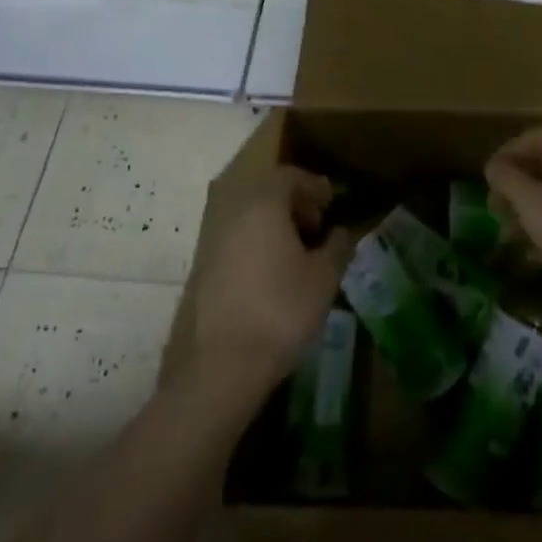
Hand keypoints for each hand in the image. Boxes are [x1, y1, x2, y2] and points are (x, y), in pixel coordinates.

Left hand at [173, 166, 349, 405]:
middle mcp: (231, 212)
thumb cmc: (280, 311)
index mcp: (262, 204)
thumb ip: (337, 247)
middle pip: (264, 192)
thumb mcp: (324, 279)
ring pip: (247, 215)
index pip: (288, 175)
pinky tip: (272, 272)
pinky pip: (235, 238)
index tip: (331, 203)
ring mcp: (211, 239)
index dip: (313, 186)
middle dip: (293, 203)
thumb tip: (341, 232)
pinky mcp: (200, 267)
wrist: (219, 365)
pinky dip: (256, 242)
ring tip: (297, 252)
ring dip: (273, 224)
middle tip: (316, 227)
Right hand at [485, 128, 541, 315]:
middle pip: (540, 166)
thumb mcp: (531, 201)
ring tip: (510, 238)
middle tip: (495, 211)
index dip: (506, 153)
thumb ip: (506, 178)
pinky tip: (535, 256)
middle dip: (513, 187)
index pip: (532, 138)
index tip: (488, 180)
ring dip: (526, 212)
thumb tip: (493, 166)